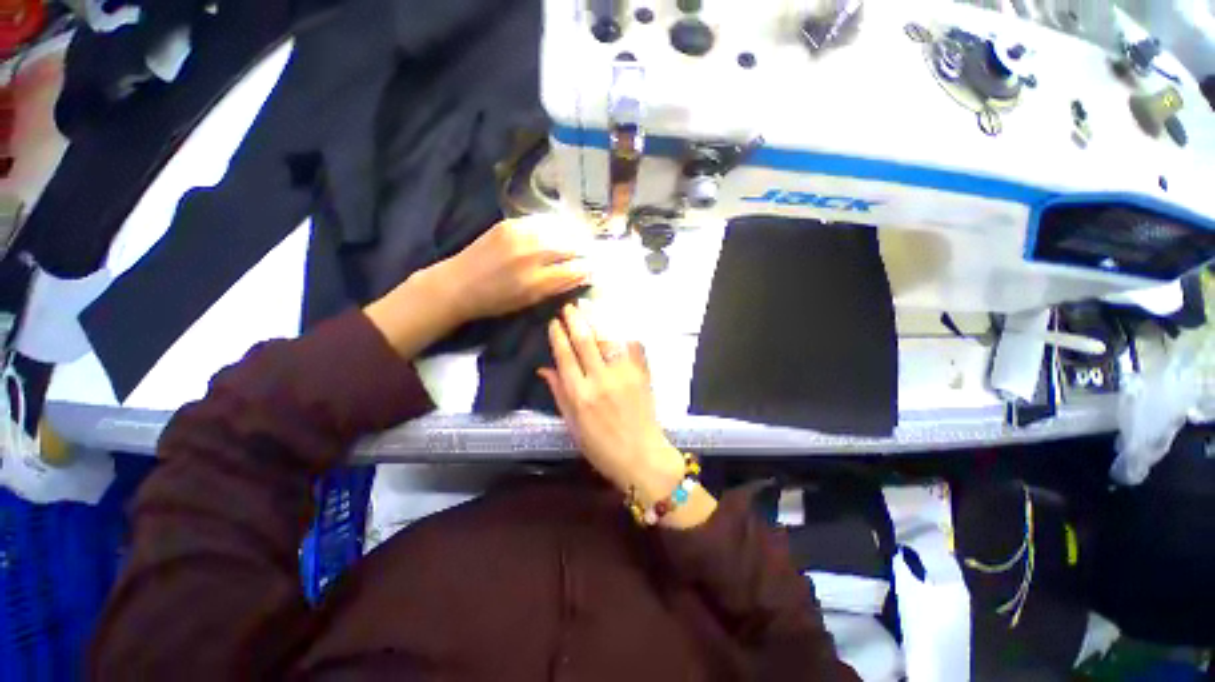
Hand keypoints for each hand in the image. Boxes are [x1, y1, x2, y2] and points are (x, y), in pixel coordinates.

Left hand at [434, 215, 592, 323]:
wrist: (458, 284)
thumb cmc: (495, 301)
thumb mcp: (530, 301)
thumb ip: (557, 287)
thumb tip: (582, 275)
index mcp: (535, 281)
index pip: (574, 269)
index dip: (588, 268)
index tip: (595, 267)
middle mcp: (530, 255)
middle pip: (570, 246)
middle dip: (584, 249)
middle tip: (591, 252)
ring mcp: (519, 235)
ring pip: (558, 229)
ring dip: (573, 234)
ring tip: (580, 238)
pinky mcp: (509, 223)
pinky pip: (541, 221)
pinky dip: (555, 226)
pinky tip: (559, 229)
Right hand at [539, 303, 688, 508]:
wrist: (641, 456)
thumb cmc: (602, 447)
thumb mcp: (573, 425)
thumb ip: (559, 394)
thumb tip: (544, 369)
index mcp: (580, 395)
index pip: (565, 357)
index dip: (558, 336)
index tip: (554, 322)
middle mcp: (601, 380)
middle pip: (585, 341)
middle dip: (575, 320)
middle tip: (570, 306)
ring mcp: (624, 375)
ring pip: (608, 339)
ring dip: (597, 320)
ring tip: (589, 306)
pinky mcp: (641, 374)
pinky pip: (632, 347)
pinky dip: (623, 334)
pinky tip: (616, 324)